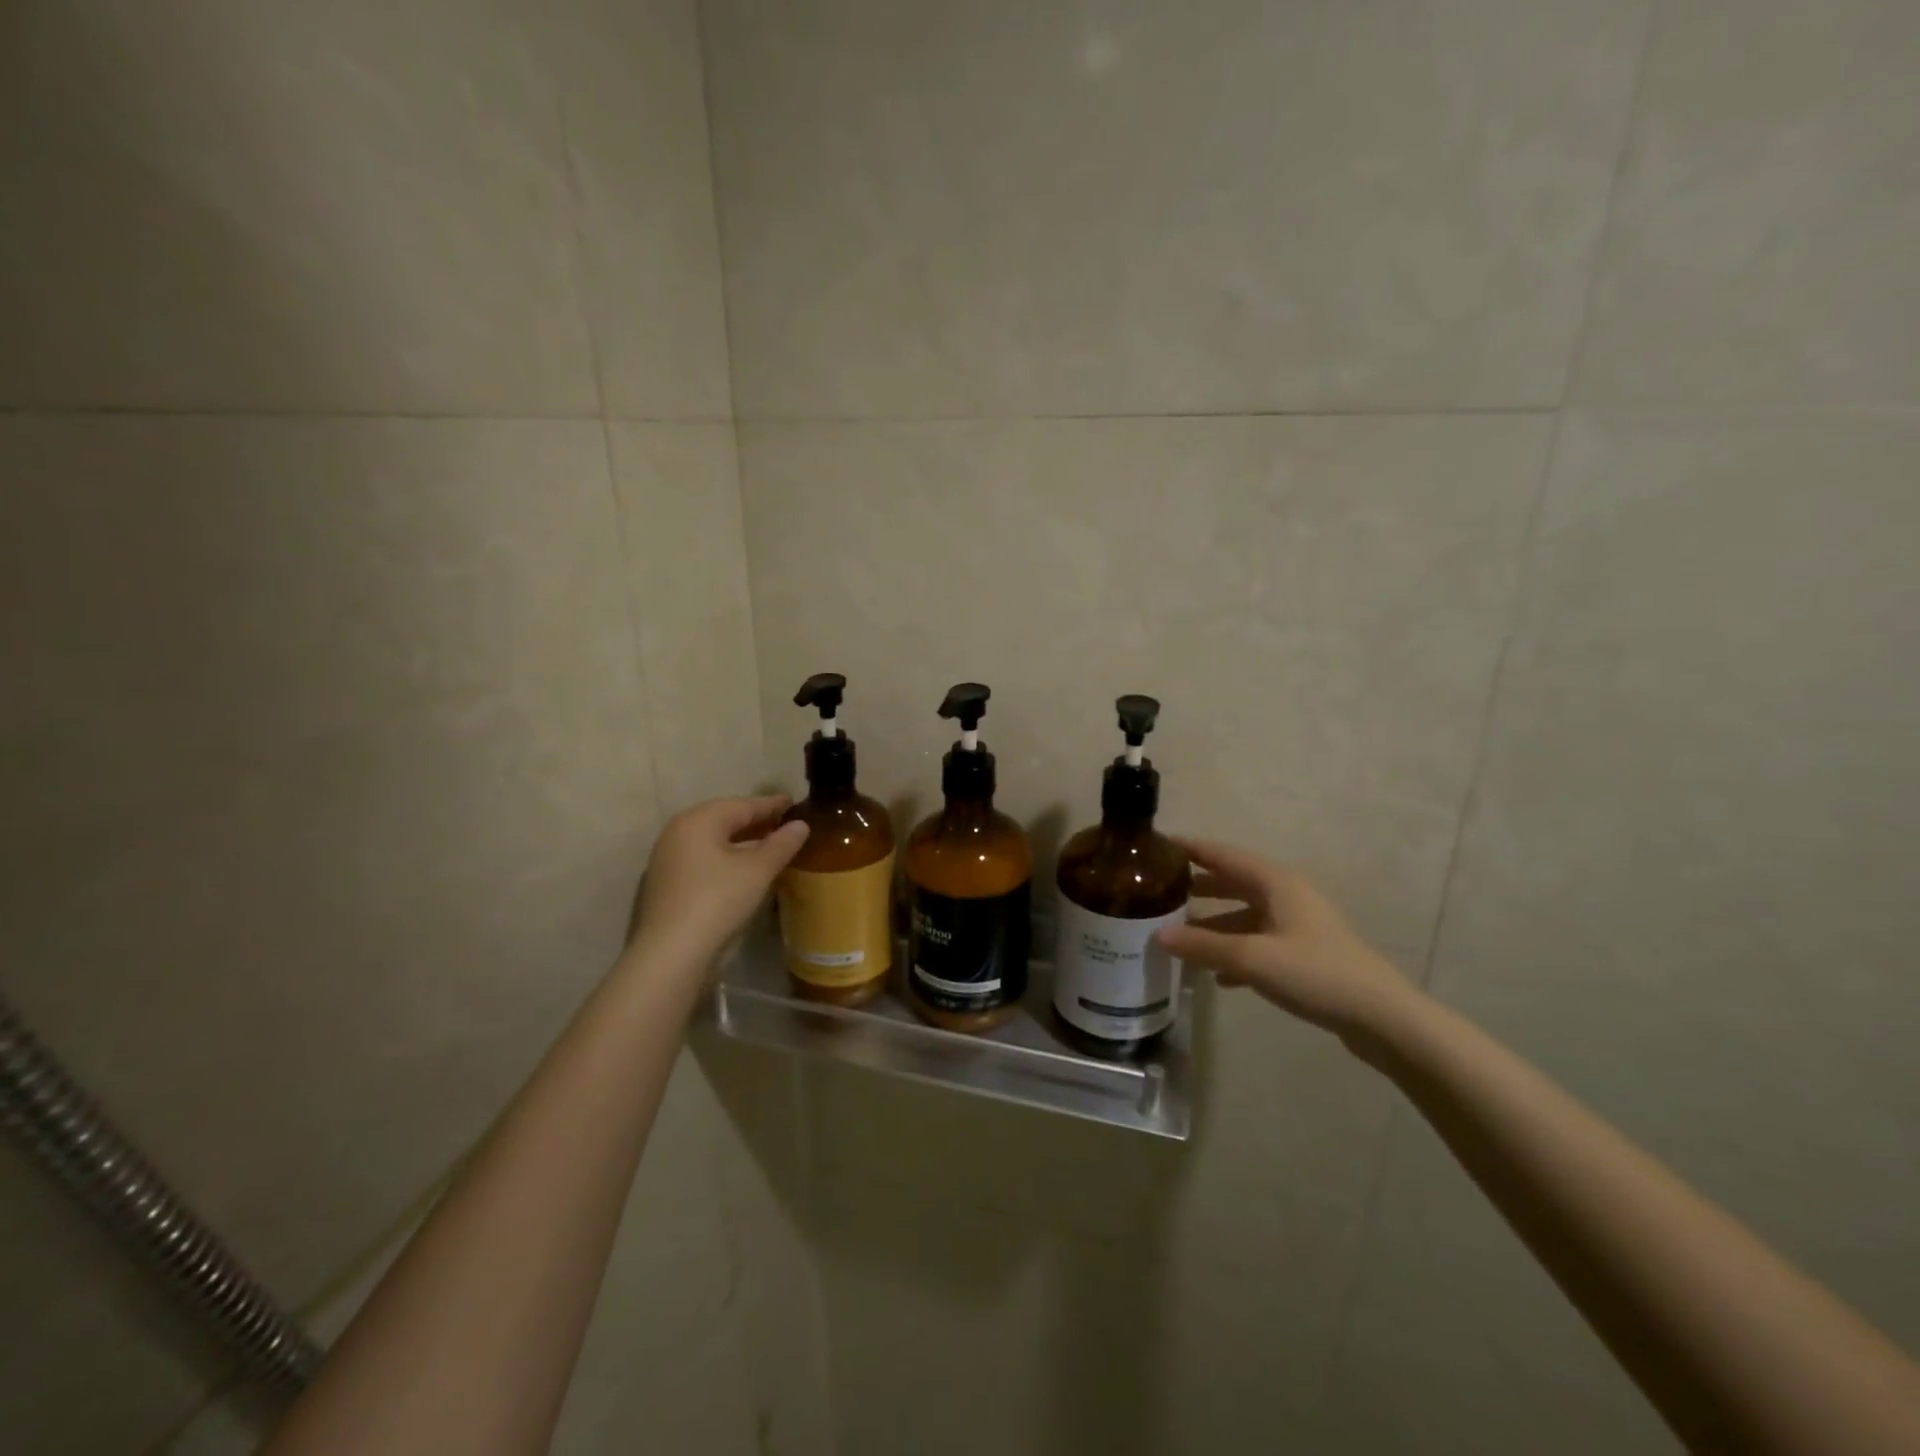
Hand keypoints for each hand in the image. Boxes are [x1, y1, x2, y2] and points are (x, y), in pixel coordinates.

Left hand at [628, 796, 810, 963]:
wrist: (671, 954)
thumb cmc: (718, 901)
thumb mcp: (758, 871)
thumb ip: (781, 844)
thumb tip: (801, 825)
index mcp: (698, 820)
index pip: (742, 805)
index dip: (771, 804)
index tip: (793, 802)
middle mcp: (678, 833)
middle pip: (724, 819)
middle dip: (755, 821)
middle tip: (784, 822)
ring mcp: (668, 859)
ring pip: (713, 841)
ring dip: (741, 841)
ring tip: (768, 845)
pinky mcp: (667, 884)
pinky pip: (704, 859)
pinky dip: (726, 858)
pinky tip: (744, 869)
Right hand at [1156, 838, 1417, 1039]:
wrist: (1383, 1018)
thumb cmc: (1316, 973)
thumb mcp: (1252, 959)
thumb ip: (1203, 946)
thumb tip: (1158, 935)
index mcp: (1275, 883)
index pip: (1223, 854)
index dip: (1191, 849)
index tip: (1156, 845)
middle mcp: (1286, 895)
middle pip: (1233, 882)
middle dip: (1198, 886)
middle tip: (1159, 891)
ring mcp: (1298, 925)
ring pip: (1245, 914)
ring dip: (1214, 924)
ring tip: (1178, 935)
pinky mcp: (1305, 953)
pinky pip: (1259, 942)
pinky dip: (1235, 951)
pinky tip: (1216, 976)